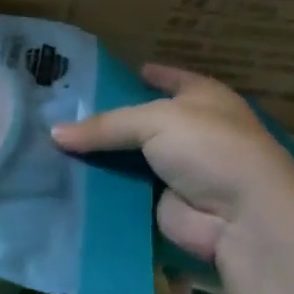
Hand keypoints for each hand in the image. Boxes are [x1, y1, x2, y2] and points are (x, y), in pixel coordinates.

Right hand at [51, 64, 293, 263]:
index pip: (170, 79)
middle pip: (141, 120)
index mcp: (205, 99)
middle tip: (61, 112)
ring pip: (128, 156)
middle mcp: (193, 131)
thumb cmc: (210, 149)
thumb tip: (54, 133)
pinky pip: (123, 188)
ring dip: (99, 154)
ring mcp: (177, 168)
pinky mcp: (161, 201)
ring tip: (53, 144)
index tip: (107, 75)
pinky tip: (66, 177)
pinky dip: (101, 185)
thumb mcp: (155, 121)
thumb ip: (105, 125)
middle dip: (106, 119)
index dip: (144, 75)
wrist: (240, 217)